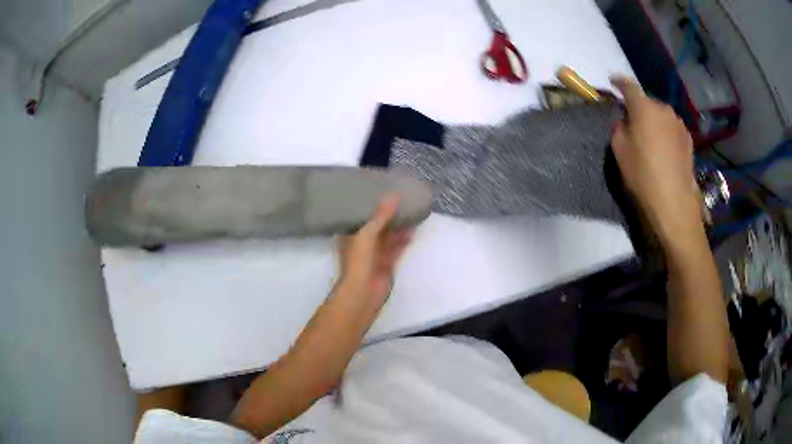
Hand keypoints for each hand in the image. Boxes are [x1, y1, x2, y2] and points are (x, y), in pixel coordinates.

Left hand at [338, 194, 413, 299]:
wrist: (363, 293)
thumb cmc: (358, 261)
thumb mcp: (367, 234)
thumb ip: (381, 216)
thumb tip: (394, 195)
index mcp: (350, 235)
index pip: (358, 216)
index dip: (368, 204)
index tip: (380, 191)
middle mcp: (361, 243)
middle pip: (376, 225)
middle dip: (387, 214)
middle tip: (401, 198)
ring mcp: (374, 255)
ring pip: (388, 236)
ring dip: (398, 225)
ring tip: (410, 210)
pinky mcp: (386, 263)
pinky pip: (396, 248)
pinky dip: (404, 239)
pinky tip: (413, 228)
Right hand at [610, 76, 701, 246]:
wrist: (674, 202)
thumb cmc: (642, 174)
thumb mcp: (619, 150)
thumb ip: (620, 127)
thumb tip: (626, 121)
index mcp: (643, 107)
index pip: (628, 85)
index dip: (619, 82)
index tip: (613, 81)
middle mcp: (663, 109)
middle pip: (647, 101)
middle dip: (639, 107)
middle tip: (633, 122)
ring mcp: (678, 124)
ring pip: (661, 115)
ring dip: (654, 120)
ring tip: (651, 139)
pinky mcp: (688, 139)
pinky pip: (672, 128)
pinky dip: (666, 132)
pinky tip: (664, 149)